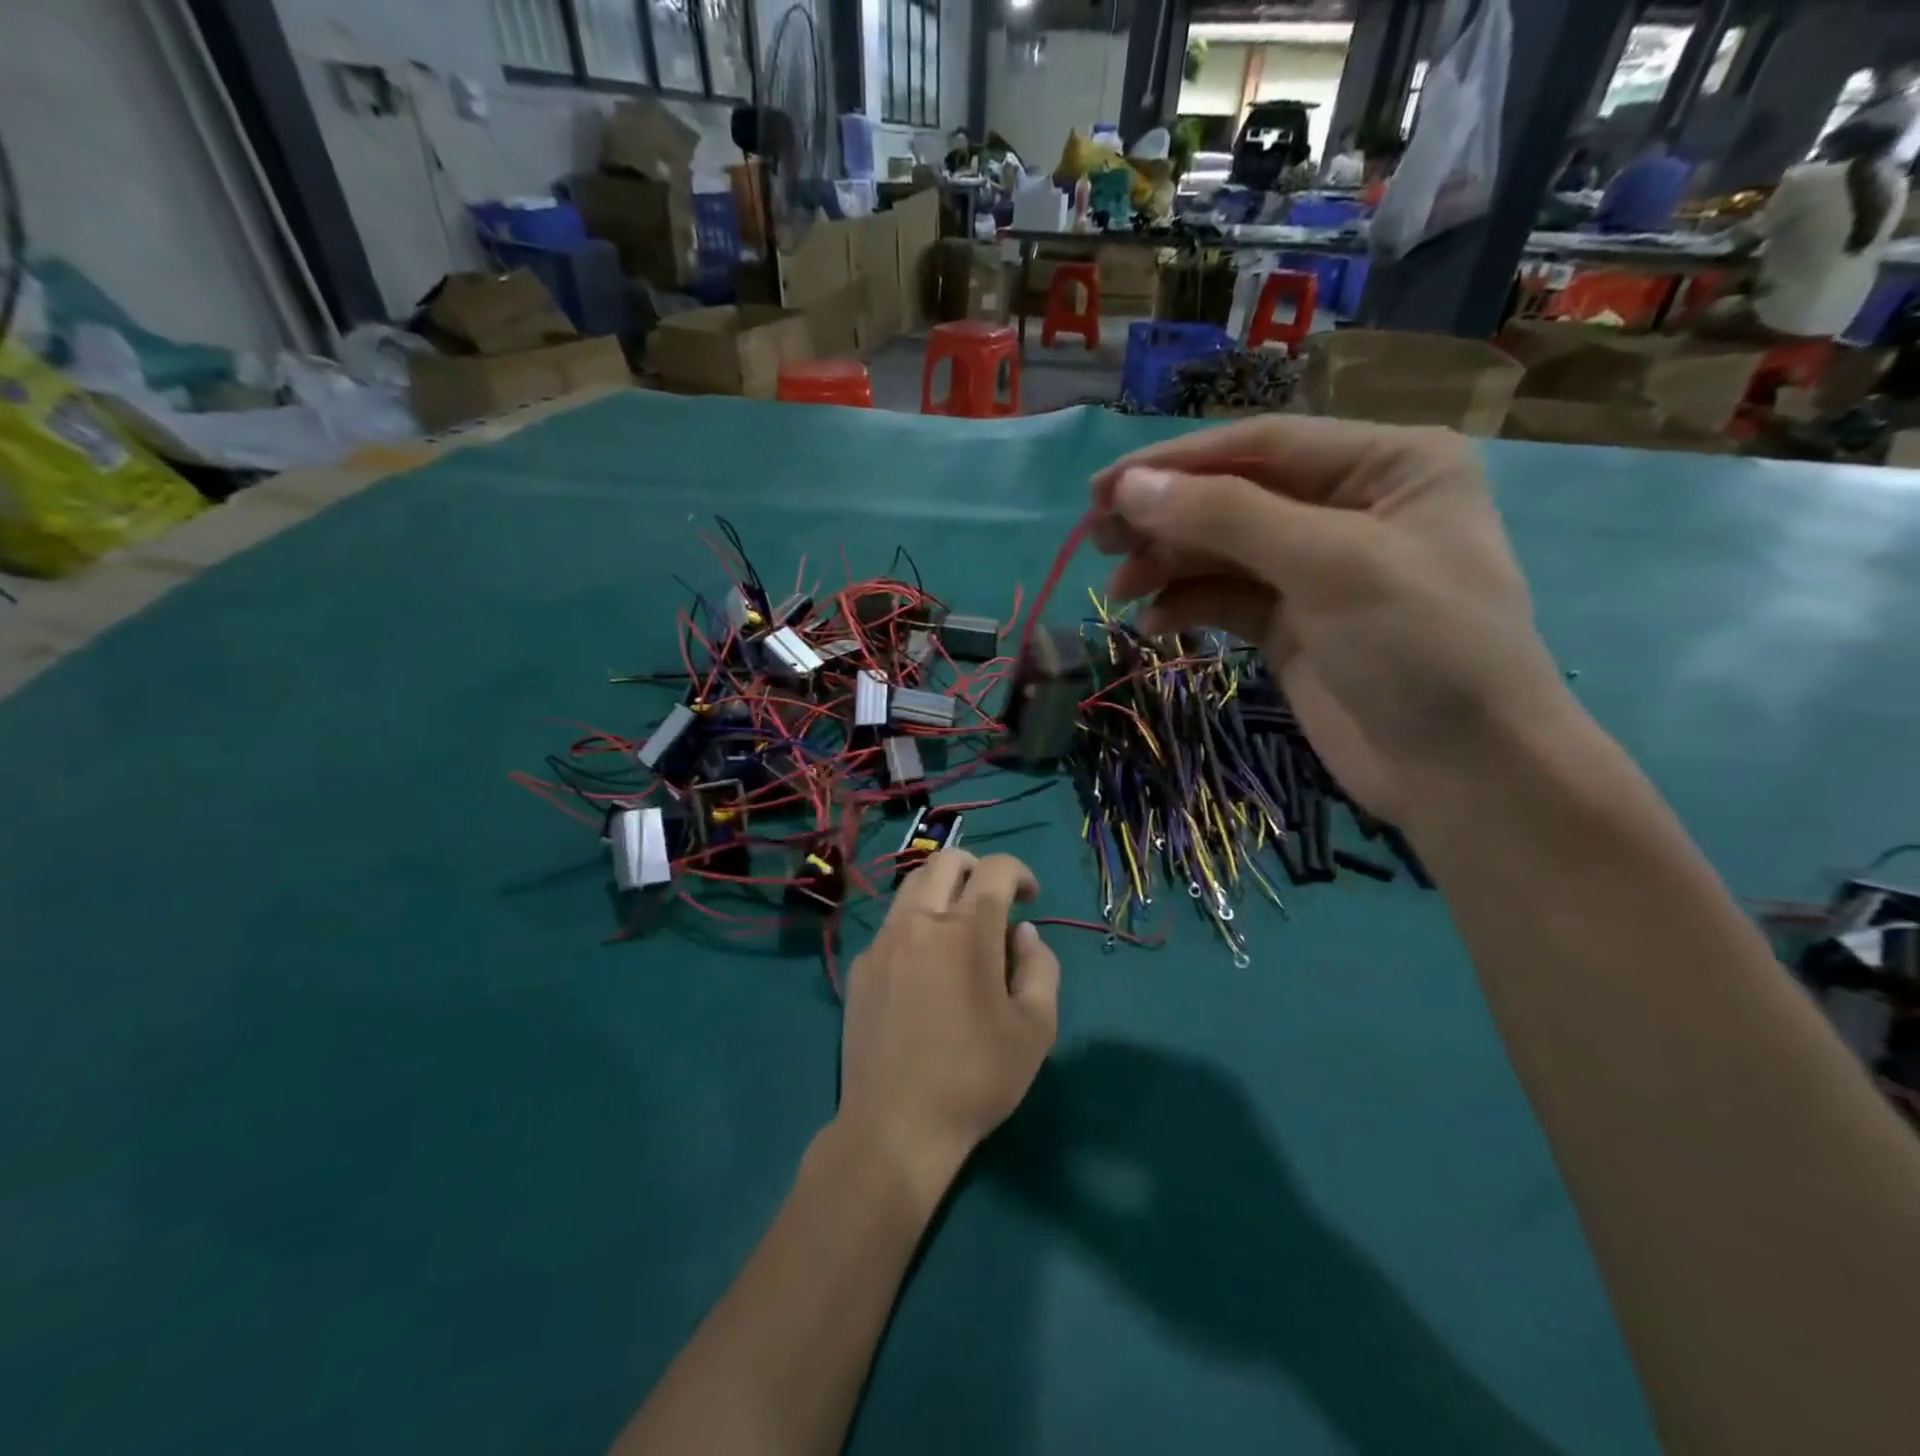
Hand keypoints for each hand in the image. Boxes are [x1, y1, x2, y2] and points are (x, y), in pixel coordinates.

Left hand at [837, 852, 1059, 1200]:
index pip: (995, 870)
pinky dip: (915, 924)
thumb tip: (1023, 934)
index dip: (1020, 872)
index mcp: (966, 931)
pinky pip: (891, 925)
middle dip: (977, 867)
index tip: (1030, 896)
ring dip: (941, 889)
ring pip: (911, 886)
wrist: (895, 1125)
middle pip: (945, 861)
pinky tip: (924, 965)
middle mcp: (920, 921)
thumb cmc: (976, 1078)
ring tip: (958, 924)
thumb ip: (1041, 967)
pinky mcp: (859, 967)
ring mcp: (882, 942)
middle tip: (994, 897)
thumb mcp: (1036, 1029)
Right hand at [1089, 415, 1570, 818]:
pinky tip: (1153, 624)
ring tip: (1119, 588)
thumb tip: (1129, 488)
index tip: (1102, 489)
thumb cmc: (1419, 647)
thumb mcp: (1328, 565)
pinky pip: (1225, 598)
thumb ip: (1225, 518)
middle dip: (1165, 516)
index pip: (1260, 444)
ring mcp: (1317, 569)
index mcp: (1384, 463)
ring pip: (1222, 550)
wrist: (1461, 773)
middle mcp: (1349, 506)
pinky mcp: (1292, 624)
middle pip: (1233, 495)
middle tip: (1096, 537)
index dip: (1176, 463)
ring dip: (1167, 564)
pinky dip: (1187, 605)